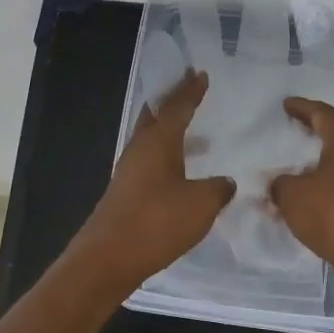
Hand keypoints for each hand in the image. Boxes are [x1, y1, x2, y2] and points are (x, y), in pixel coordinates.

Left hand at [71, 71, 234, 294]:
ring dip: (168, 127)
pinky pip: (148, 159)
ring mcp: (128, 171)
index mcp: (158, 142)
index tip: (199, 73)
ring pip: (150, 137)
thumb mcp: (200, 205)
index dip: (190, 91)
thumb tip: (226, 181)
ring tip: (189, 126)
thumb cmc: (156, 222)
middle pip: (155, 115)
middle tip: (187, 86)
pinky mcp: (125, 192)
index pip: (177, 107)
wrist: (107, 258)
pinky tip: (179, 168)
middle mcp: (139, 149)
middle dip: (171, 100)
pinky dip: (165, 153)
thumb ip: (218, 189)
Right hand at [269, 98, 333, 291]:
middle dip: (316, 132)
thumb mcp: (293, 197)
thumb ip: (280, 183)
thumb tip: (279, 182)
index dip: (302, 107)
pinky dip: (333, 184)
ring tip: (301, 167)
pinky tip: (317, 197)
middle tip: (295, 129)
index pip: (323, 114)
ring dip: (324, 162)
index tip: (286, 104)